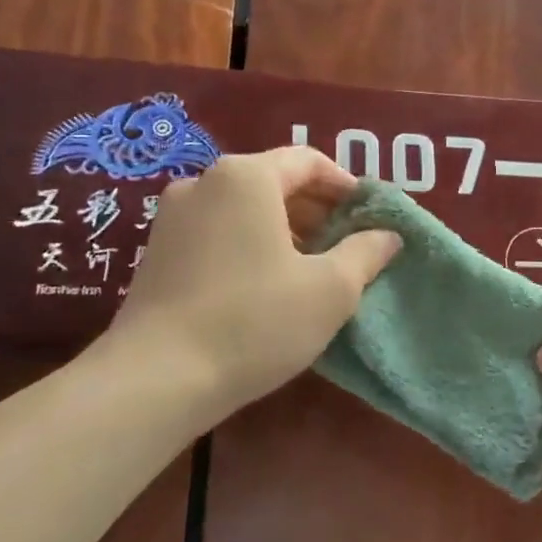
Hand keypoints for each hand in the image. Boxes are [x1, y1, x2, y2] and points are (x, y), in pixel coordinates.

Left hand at [82, 148, 399, 430]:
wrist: (154, 380)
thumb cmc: (254, 321)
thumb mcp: (331, 289)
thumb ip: (366, 253)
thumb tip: (387, 235)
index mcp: (246, 177)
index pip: (308, 161)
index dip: (345, 186)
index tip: (368, 217)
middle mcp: (203, 183)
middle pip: (274, 182)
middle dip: (316, 210)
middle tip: (346, 245)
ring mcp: (172, 218)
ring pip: (244, 209)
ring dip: (284, 230)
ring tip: (311, 268)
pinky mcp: (155, 252)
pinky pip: (217, 232)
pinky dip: (249, 245)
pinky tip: (266, 285)